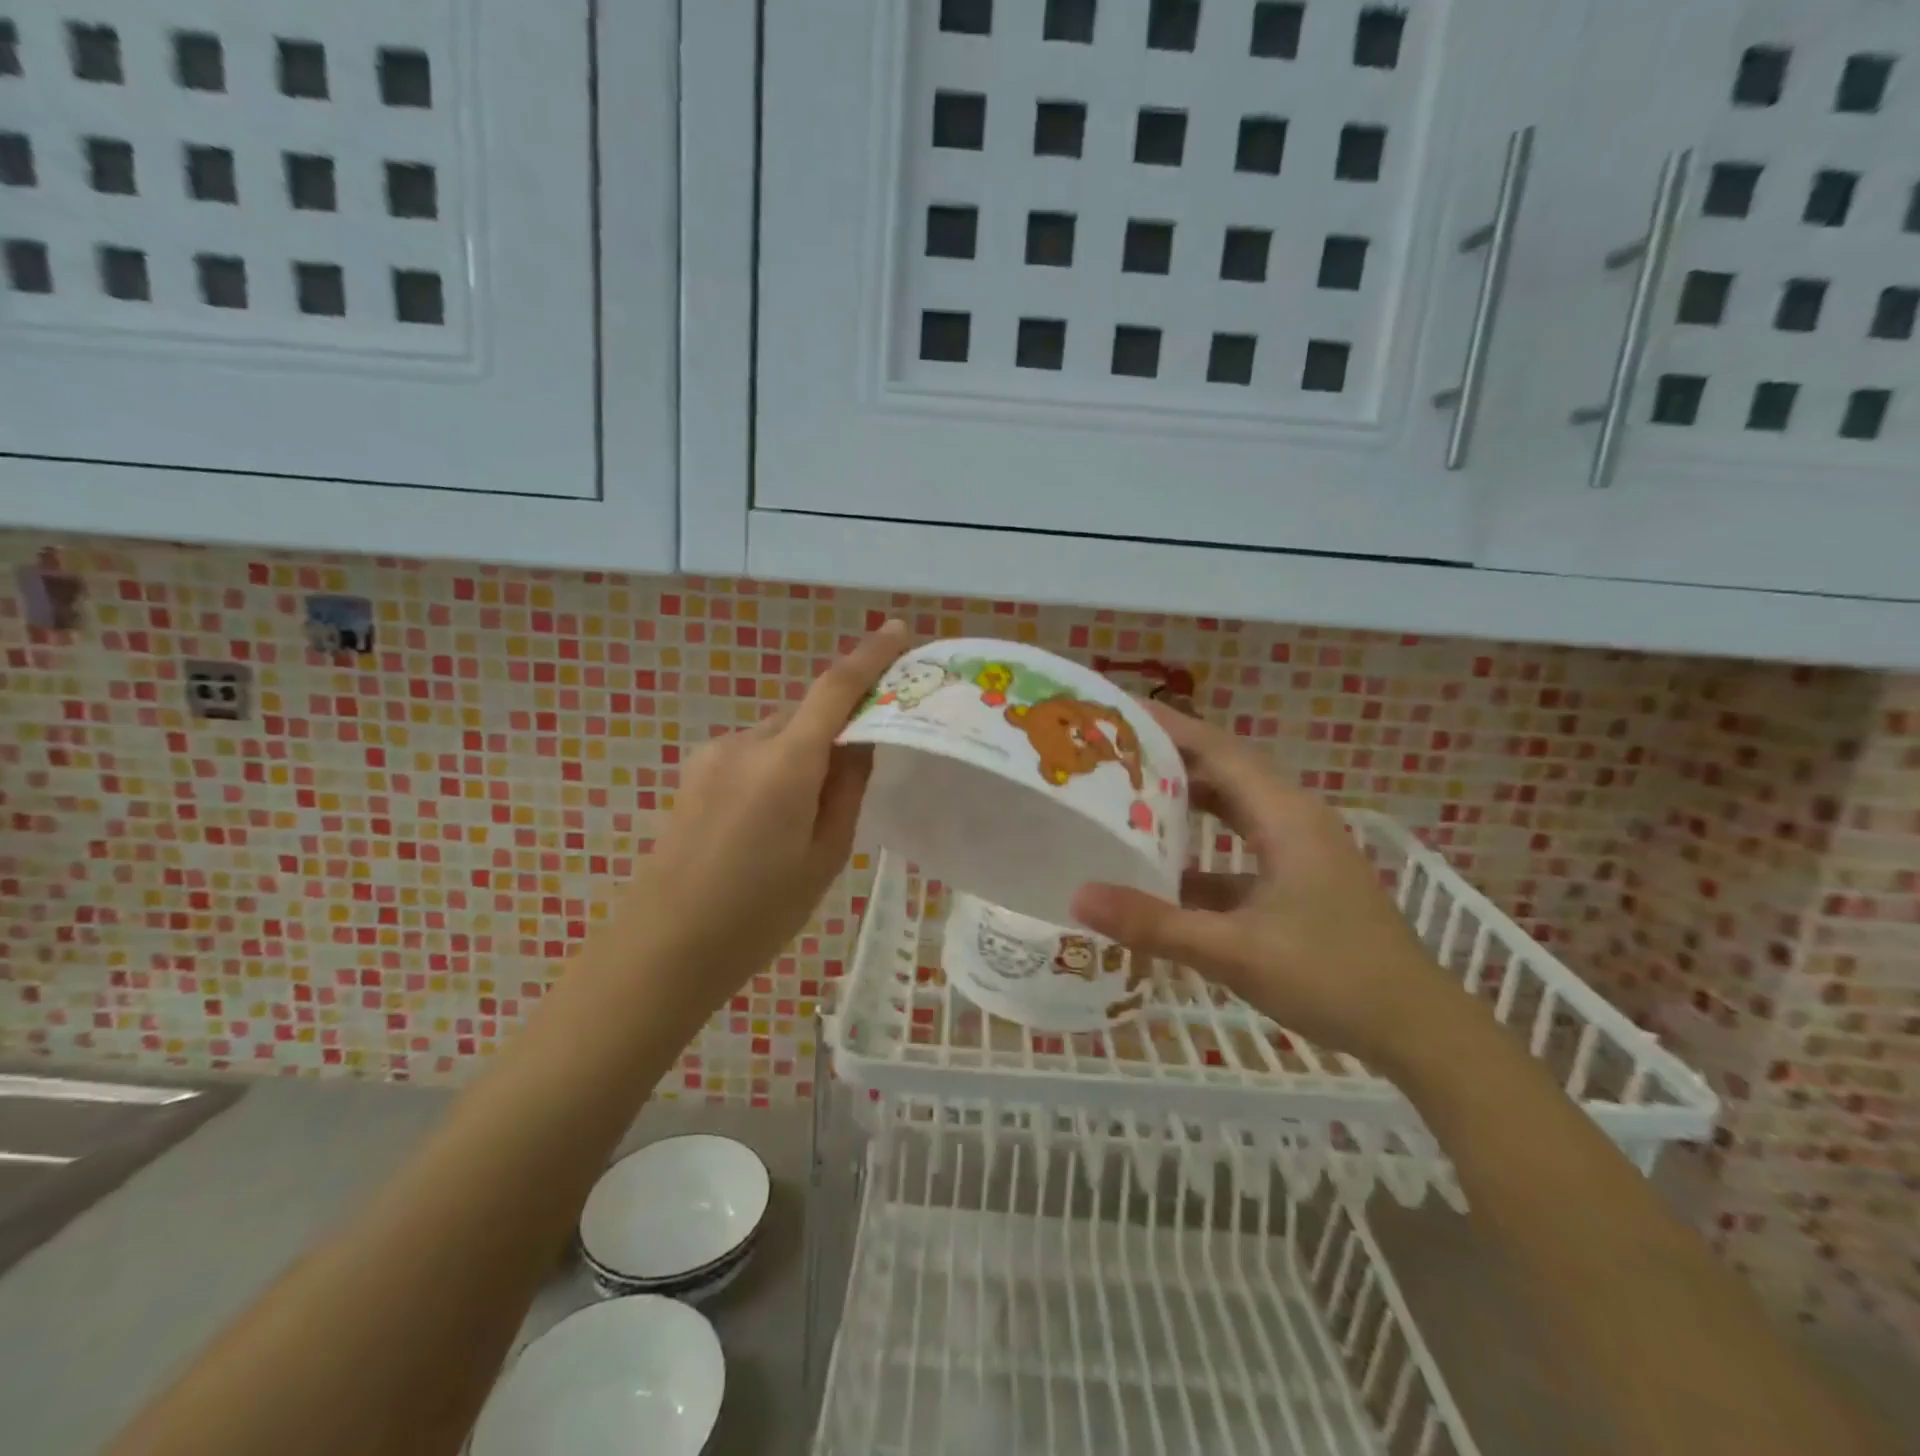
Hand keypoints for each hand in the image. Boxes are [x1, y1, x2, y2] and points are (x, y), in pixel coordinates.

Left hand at [617, 622, 909, 1007]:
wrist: (664, 946)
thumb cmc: (759, 912)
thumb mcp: (826, 855)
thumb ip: (848, 788)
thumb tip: (862, 741)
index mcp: (786, 763)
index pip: (835, 689)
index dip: (869, 656)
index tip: (897, 631)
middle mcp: (746, 743)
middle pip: (807, 714)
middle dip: (839, 727)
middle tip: (863, 769)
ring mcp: (713, 754)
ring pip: (779, 736)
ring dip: (804, 753)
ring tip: (809, 816)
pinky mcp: (695, 772)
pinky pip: (753, 753)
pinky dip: (777, 767)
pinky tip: (771, 819)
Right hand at [1070, 704, 1462, 1072]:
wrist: (1418, 1029)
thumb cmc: (1333, 977)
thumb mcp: (1234, 952)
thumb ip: (1155, 924)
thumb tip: (1077, 899)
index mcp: (1284, 815)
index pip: (1216, 748)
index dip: (1166, 726)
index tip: (1115, 712)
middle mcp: (1292, 819)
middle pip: (1222, 770)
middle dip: (1166, 759)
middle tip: (1106, 756)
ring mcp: (1299, 850)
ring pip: (1231, 809)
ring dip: (1184, 802)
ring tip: (1124, 799)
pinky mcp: (1299, 880)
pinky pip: (1239, 846)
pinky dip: (1201, 849)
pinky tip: (1162, 871)